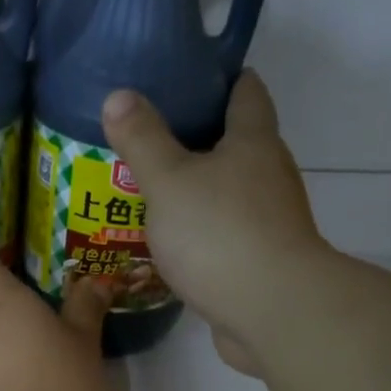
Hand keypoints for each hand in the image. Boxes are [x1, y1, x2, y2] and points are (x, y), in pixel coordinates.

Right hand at [102, 72, 332, 374]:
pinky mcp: (263, 264)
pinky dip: (205, 234)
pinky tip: (175, 245)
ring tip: (156, 194)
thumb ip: (142, 140)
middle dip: (201, 140)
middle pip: (240, 145)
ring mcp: (271, 223)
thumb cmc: (220, 234)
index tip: (189, 78)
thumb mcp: (169, 181)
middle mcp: (271, 176)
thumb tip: (118, 96)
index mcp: (254, 143)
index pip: (246, 92)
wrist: (272, 311)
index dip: (221, 79)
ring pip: (232, 195)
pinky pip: (229, 237)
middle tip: (154, 141)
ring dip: (201, 193)